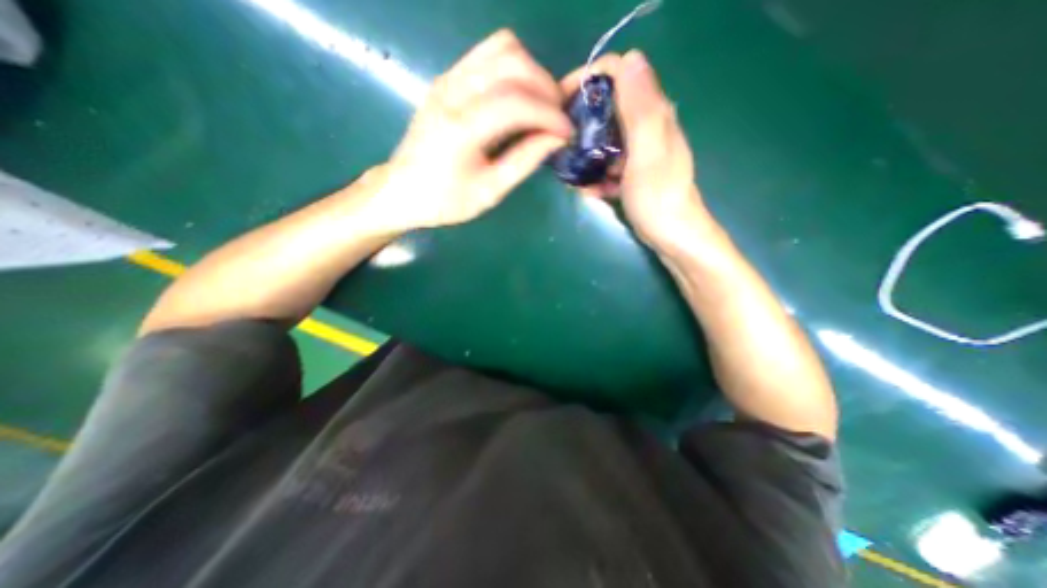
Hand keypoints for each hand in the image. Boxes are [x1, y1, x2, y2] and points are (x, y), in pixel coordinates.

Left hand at [379, 31, 571, 232]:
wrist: (403, 190)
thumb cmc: (446, 200)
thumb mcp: (490, 192)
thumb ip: (524, 161)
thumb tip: (556, 138)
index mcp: (461, 128)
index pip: (517, 102)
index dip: (550, 114)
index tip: (567, 132)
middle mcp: (453, 91)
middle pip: (512, 62)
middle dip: (545, 87)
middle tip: (557, 117)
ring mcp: (448, 79)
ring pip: (502, 48)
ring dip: (531, 72)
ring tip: (541, 105)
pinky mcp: (447, 78)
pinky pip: (488, 54)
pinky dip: (513, 68)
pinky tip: (519, 96)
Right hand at [564, 50, 710, 253]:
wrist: (672, 236)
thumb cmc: (658, 197)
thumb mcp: (647, 152)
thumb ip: (639, 109)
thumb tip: (630, 59)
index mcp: (654, 113)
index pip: (621, 73)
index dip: (590, 79)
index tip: (563, 100)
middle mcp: (648, 125)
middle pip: (610, 106)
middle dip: (584, 119)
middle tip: (563, 139)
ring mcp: (640, 150)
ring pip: (606, 138)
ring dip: (587, 152)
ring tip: (571, 171)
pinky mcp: (634, 171)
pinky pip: (609, 164)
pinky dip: (597, 175)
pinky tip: (589, 191)